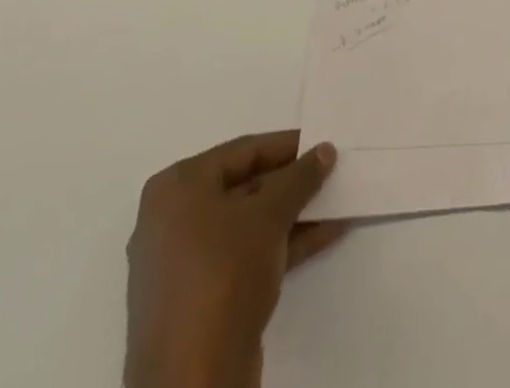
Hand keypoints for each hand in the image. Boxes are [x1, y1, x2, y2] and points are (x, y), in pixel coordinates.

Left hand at [124, 132, 346, 387]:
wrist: (193, 381)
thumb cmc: (223, 274)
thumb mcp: (269, 214)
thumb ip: (300, 177)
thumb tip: (325, 151)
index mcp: (176, 188)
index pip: (243, 151)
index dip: (287, 146)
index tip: (323, 144)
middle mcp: (172, 220)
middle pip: (245, 186)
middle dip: (292, 183)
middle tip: (332, 173)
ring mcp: (184, 264)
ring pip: (248, 224)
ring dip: (293, 213)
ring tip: (337, 202)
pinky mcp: (199, 299)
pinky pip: (246, 255)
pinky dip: (282, 243)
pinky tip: (326, 235)